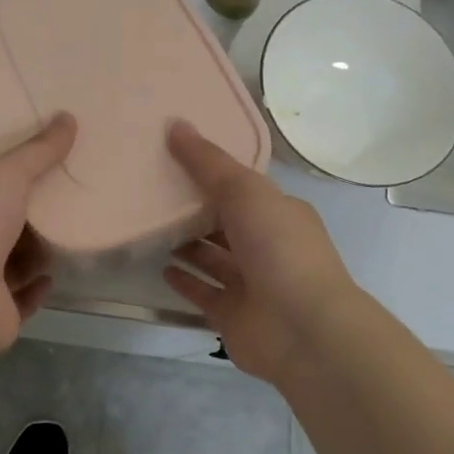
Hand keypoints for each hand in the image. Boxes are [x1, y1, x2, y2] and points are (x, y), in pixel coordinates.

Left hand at [0, 114, 77, 360]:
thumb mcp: (8, 176)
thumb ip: (39, 151)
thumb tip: (68, 116)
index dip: (27, 173)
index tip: (63, 161)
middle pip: (12, 223)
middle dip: (40, 215)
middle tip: (82, 199)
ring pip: (20, 261)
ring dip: (42, 252)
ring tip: (78, 235)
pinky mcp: (0, 313)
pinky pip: (23, 298)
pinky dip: (38, 287)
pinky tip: (56, 276)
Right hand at [164, 120, 358, 387]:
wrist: (302, 329)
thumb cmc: (279, 249)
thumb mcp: (244, 191)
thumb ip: (207, 162)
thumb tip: (175, 124)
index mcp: (280, 212)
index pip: (244, 188)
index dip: (214, 173)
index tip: (176, 158)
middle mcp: (268, 246)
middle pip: (226, 223)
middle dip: (196, 209)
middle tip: (152, 191)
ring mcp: (252, 284)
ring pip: (214, 258)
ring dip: (188, 245)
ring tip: (151, 226)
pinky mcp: (233, 315)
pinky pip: (204, 293)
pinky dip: (185, 281)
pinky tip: (161, 268)